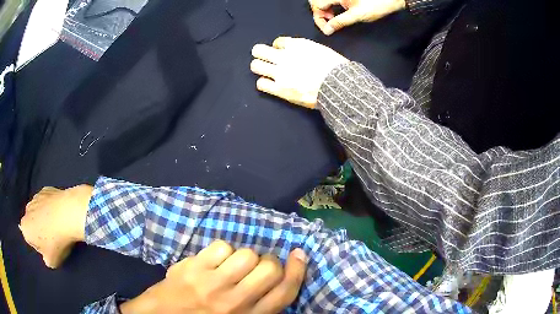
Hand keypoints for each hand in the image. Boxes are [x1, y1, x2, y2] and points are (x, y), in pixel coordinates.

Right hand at [19, 185, 92, 267]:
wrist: (68, 213)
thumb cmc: (56, 241)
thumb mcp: (51, 261)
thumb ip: (45, 259)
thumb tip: (46, 254)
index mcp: (25, 227)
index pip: (30, 240)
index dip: (40, 246)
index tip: (49, 248)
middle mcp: (26, 210)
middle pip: (33, 224)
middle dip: (41, 231)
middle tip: (54, 238)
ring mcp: (35, 196)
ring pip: (39, 212)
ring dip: (46, 218)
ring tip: (59, 226)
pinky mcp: (46, 189)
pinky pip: (47, 202)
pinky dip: (52, 207)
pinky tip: (61, 213)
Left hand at [120, 241, 306, 313]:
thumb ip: (259, 305)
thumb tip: (277, 280)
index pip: (285, 293)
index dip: (297, 271)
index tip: (300, 255)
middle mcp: (236, 302)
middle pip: (269, 269)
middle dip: (268, 261)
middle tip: (258, 265)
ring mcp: (213, 284)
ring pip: (246, 254)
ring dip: (243, 256)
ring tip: (231, 264)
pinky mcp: (194, 268)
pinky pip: (221, 247)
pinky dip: (221, 250)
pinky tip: (212, 260)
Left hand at [251, 37, 347, 108]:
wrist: (338, 86)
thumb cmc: (335, 68)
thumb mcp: (320, 50)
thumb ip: (305, 49)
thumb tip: (297, 52)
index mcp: (296, 45)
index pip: (277, 42)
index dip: (278, 47)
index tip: (282, 53)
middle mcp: (284, 56)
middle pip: (258, 50)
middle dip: (261, 54)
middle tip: (266, 59)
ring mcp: (280, 73)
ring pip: (255, 66)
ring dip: (260, 67)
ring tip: (266, 71)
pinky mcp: (280, 88)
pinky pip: (261, 84)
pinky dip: (264, 83)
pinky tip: (270, 84)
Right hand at [309, 0, 405, 34]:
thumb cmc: (375, 5)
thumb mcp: (357, 16)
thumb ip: (340, 22)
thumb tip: (327, 30)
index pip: (317, 5)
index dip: (319, 19)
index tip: (327, 30)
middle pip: (317, 2)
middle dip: (320, 13)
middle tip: (329, 23)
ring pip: (324, 1)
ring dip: (325, 10)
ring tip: (334, 19)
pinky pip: (332, 0)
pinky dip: (332, 7)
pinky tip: (338, 13)